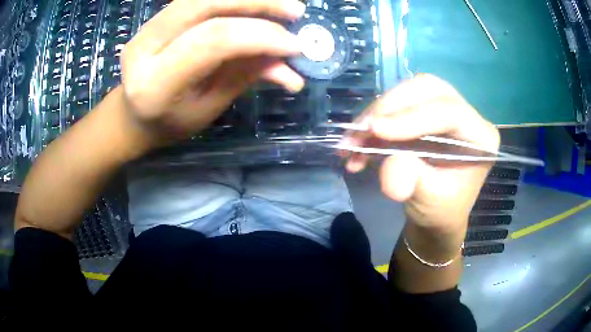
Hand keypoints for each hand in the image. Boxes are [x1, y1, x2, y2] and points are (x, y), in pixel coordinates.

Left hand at [120, 0, 306, 146]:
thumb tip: (290, 65)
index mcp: (156, 83)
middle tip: (295, 11)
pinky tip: (253, 6)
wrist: (134, 115)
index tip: (296, 46)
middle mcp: (145, 47)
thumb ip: (244, 77)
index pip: (213, 41)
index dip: (261, 35)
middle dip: (257, 2)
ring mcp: (147, 27)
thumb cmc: (170, 123)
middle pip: (205, 4)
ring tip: (281, 6)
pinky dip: (231, 1)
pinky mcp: (156, 18)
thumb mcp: (209, 109)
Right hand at [344, 74, 499, 237]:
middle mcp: (466, 116)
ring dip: (375, 114)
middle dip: (389, 106)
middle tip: (361, 129)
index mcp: (481, 137)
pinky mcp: (425, 113)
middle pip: (426, 89)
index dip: (412, 117)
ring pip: (408, 93)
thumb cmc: (440, 212)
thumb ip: (414, 182)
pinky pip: (396, 105)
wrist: (435, 215)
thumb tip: (391, 164)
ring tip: (351, 142)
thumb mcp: (430, 203)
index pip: (449, 111)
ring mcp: (444, 110)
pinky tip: (356, 145)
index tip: (374, 130)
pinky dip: (372, 123)